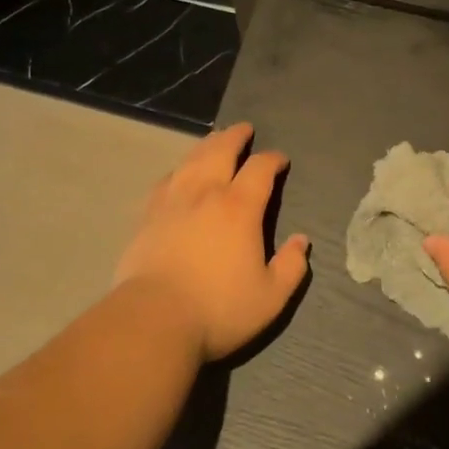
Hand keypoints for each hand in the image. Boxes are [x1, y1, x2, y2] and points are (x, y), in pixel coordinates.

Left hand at [115, 122, 310, 361]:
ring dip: (207, 145)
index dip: (273, 159)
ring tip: (214, 140)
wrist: (153, 320)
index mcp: (239, 207)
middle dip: (236, 136)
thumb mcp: (270, 297)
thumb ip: (291, 266)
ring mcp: (172, 201)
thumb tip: (302, 241)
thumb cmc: (218, 309)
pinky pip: (165, 181)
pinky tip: (178, 173)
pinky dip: (178, 170)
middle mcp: (206, 193)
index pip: (260, 169)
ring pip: (191, 159)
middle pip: (221, 150)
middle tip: (244, 129)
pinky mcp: (147, 216)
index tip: (280, 160)